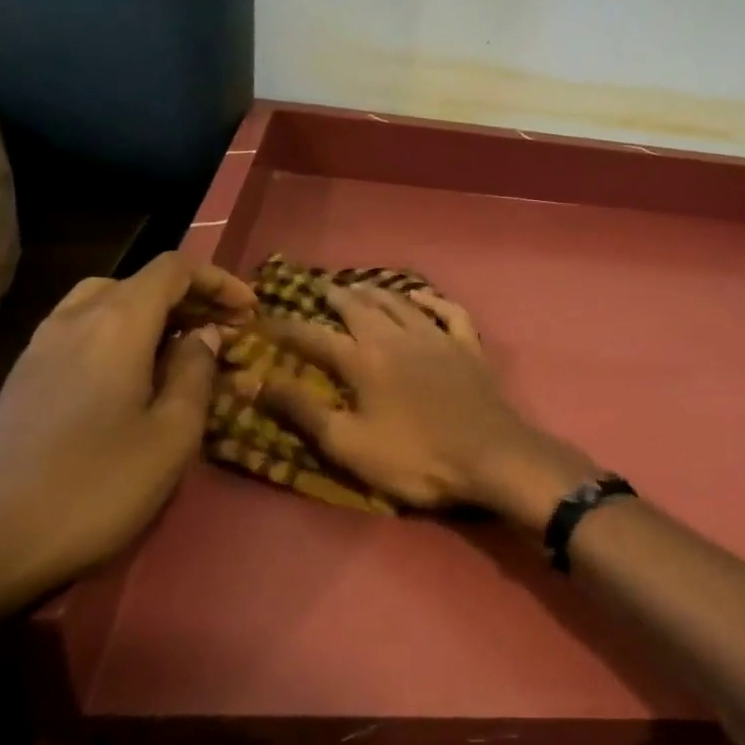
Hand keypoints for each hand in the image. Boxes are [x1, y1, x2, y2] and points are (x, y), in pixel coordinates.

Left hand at [0, 252, 254, 600]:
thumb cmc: (99, 486)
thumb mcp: (173, 432)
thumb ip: (196, 371)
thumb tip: (204, 335)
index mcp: (116, 323)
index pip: (173, 270)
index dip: (218, 281)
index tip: (250, 311)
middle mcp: (75, 319)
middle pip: (140, 281)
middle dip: (190, 297)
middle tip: (225, 330)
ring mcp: (41, 346)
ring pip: (106, 301)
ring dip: (154, 312)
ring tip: (183, 346)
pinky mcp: (25, 376)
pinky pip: (82, 328)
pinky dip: (121, 331)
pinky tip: (136, 374)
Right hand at [256, 285, 595, 523]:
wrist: (489, 456)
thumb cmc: (415, 458)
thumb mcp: (349, 444)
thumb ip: (302, 411)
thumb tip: (254, 382)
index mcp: (364, 360)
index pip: (314, 336)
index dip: (285, 327)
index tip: (263, 320)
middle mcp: (397, 337)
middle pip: (359, 307)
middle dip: (334, 296)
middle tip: (318, 287)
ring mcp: (437, 337)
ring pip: (401, 303)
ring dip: (377, 292)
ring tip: (360, 286)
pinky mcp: (467, 346)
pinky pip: (449, 312)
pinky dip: (433, 301)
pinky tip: (422, 298)